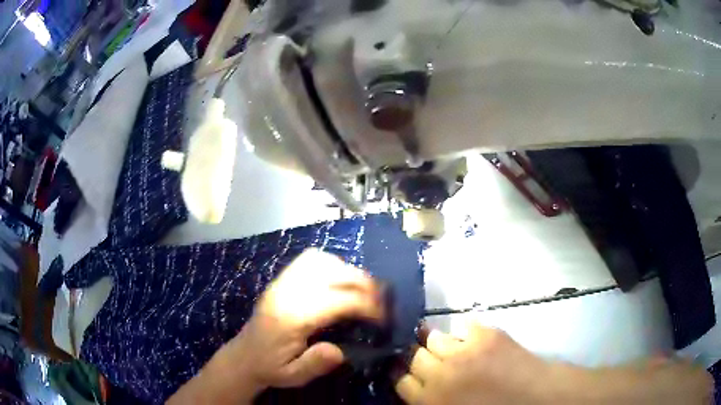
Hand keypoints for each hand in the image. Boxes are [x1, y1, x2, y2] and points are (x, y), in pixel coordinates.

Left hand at [167, 249, 385, 403]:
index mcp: (291, 318)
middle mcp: (287, 293)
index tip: (383, 317)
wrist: (244, 356)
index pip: (337, 301)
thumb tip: (340, 350)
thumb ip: (315, 364)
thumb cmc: (271, 367)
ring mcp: (282, 282)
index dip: (366, 306)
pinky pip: (308, 260)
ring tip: (362, 290)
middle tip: (380, 301)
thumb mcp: (293, 376)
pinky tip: (338, 279)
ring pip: (321, 261)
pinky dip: (330, 263)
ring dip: (347, 271)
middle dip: (363, 284)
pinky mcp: (281, 280)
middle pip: (333, 274)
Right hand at [395, 323, 714, 404]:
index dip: (402, 375)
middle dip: (417, 357)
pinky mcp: (486, 335)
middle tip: (429, 360)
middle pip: (413, 355)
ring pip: (434, 337)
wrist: (535, 398)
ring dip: (438, 343)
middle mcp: (440, 374)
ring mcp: (464, 351)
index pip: (401, 380)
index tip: (409, 373)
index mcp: (430, 401)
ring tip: (448, 347)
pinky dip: (465, 332)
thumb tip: (419, 388)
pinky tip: (473, 340)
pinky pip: (464, 325)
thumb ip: (431, 401)